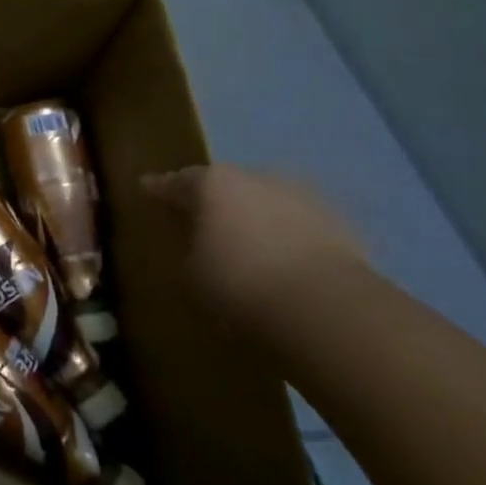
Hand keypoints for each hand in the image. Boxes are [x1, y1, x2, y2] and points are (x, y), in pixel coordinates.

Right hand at [141, 165, 366, 334]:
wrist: (327, 309)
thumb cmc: (240, 285)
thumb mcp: (192, 273)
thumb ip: (189, 248)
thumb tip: (196, 243)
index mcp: (211, 182)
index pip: (175, 182)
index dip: (159, 188)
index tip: (146, 189)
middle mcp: (254, 176)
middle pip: (225, 186)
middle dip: (214, 202)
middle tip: (202, 221)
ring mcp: (301, 195)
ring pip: (266, 202)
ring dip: (255, 218)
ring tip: (249, 245)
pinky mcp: (339, 222)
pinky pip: (300, 225)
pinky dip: (289, 237)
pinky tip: (285, 261)